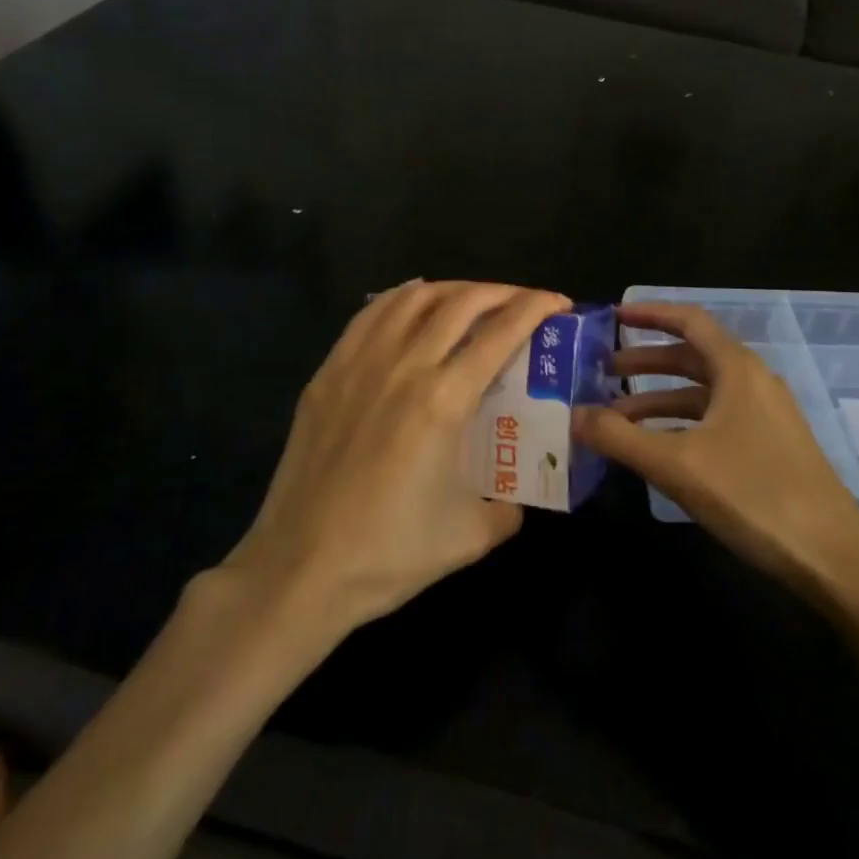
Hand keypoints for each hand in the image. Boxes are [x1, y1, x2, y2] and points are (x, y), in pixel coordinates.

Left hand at [225, 280, 569, 637]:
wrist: (300, 569)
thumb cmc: (389, 553)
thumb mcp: (472, 536)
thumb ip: (508, 506)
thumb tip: (516, 495)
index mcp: (444, 400)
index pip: (501, 331)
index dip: (536, 308)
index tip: (558, 303)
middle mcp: (404, 367)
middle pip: (461, 302)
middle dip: (502, 292)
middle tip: (522, 302)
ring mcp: (359, 364)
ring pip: (412, 298)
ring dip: (452, 289)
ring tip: (471, 300)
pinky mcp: (327, 374)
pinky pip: (368, 315)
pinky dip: (400, 298)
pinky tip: (413, 303)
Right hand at [575, 303, 858, 607]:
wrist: (833, 558)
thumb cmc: (754, 495)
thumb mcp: (677, 465)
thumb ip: (620, 437)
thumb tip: (573, 414)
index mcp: (737, 369)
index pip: (689, 320)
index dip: (649, 314)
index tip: (612, 317)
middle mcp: (753, 382)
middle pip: (692, 356)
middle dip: (645, 362)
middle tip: (602, 372)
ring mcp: (765, 415)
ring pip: (702, 392)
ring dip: (659, 398)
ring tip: (616, 417)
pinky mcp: (770, 446)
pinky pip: (716, 419)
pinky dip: (681, 423)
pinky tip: (657, 449)